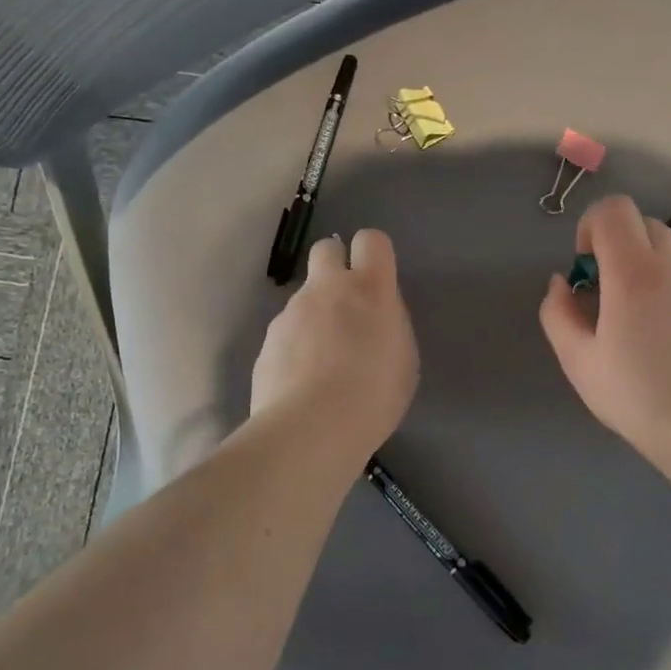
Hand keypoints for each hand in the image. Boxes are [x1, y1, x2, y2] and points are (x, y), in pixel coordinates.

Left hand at [251, 230, 418, 459]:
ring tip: (324, 363)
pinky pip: (286, 333)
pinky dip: (295, 347)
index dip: (374, 254)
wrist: (312, 429)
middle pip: (326, 250)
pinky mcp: (267, 341)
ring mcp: (291, 313)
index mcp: (369, 290)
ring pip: (304, 298)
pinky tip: (303, 382)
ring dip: (315, 316)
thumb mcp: (403, 358)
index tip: (378, 280)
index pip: (371, 241)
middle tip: (347, 307)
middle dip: (336, 267)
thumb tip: (373, 317)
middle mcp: (326, 289)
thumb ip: (389, 324)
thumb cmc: (374, 395)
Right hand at [538, 195, 670, 456]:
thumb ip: (558, 312)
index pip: (614, 210)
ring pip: (666, 249)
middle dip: (615, 242)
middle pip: (642, 222)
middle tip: (601, 290)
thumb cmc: (635, 393)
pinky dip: (662, 285)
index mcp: (633, 271)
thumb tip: (562, 283)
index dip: (590, 226)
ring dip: (639, 264)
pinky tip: (656, 335)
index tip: (583, 267)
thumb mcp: (577, 359)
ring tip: (627, 317)